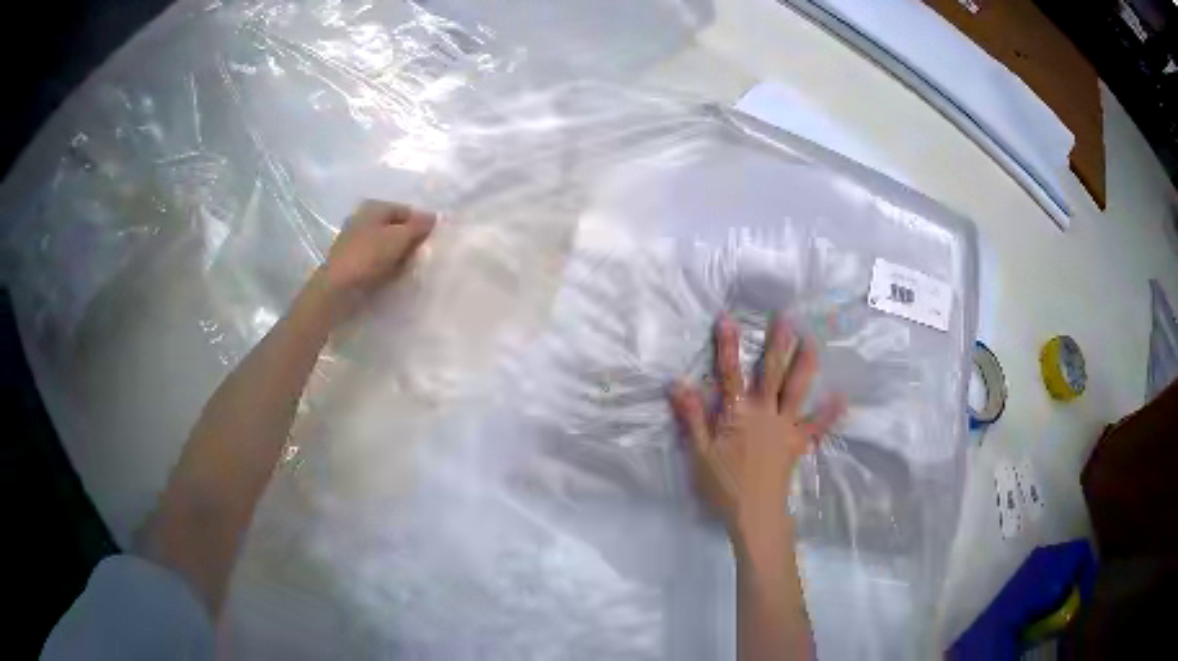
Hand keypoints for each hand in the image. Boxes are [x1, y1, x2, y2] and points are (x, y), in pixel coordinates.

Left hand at [313, 199, 435, 320]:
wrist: (337, 288)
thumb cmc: (368, 256)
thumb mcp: (399, 237)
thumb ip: (418, 226)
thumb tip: (434, 217)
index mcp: (374, 207)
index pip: (407, 211)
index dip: (421, 224)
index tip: (431, 242)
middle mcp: (364, 219)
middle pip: (396, 228)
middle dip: (410, 241)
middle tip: (421, 256)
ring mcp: (357, 241)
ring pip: (387, 245)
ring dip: (399, 255)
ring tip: (408, 268)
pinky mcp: (354, 262)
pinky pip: (377, 260)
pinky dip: (387, 266)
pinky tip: (392, 276)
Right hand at [670, 314, 844, 544]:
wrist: (754, 513)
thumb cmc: (724, 485)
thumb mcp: (699, 452)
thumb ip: (692, 416)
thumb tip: (677, 383)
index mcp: (738, 414)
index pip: (730, 374)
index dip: (727, 347)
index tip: (727, 319)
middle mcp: (765, 413)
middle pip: (771, 374)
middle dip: (777, 344)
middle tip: (786, 317)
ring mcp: (786, 427)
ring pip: (797, 390)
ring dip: (805, 365)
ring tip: (813, 341)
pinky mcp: (798, 443)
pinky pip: (817, 426)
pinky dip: (829, 413)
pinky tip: (842, 397)